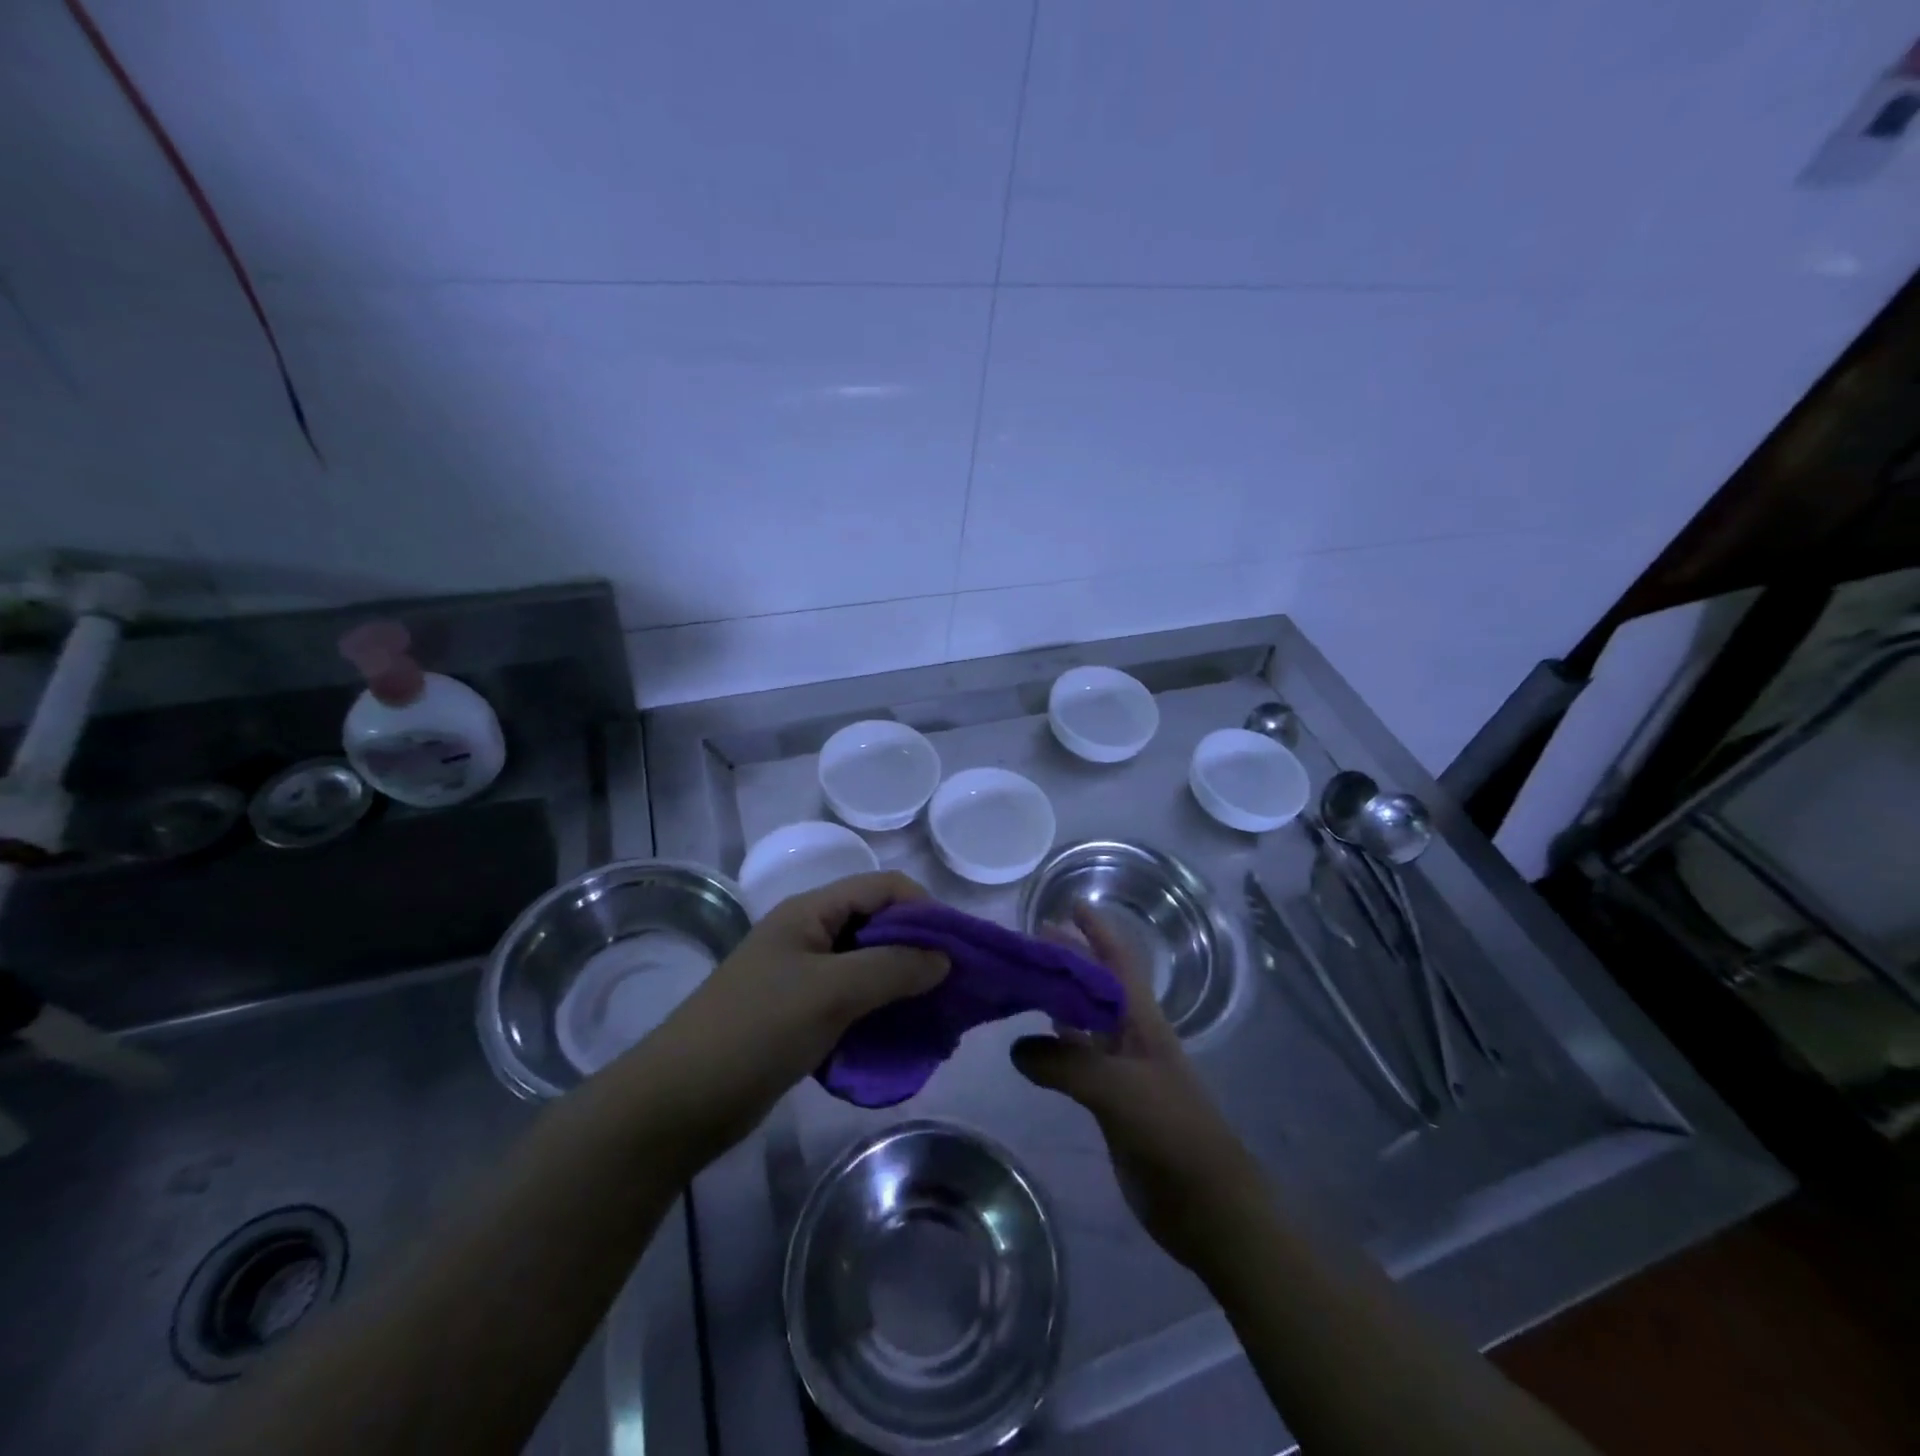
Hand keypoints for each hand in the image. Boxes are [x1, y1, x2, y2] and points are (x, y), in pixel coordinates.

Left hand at [624, 872, 949, 1168]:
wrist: (676, 1103)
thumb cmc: (755, 1031)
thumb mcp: (830, 992)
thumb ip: (892, 968)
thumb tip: (945, 957)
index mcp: (811, 912)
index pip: (883, 888)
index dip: (924, 910)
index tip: (955, 952)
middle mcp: (810, 934)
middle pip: (879, 925)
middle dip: (919, 950)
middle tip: (952, 990)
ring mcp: (803, 976)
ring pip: (868, 966)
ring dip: (902, 985)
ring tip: (934, 1016)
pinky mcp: (799, 1015)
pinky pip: (853, 1001)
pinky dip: (880, 1012)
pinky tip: (900, 1038)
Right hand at [1011, 905, 1266, 1269]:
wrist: (1206, 1204)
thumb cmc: (1171, 1132)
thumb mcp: (1118, 1090)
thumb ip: (1066, 1064)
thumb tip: (1017, 1047)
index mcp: (1143, 1020)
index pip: (1118, 960)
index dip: (1098, 930)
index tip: (1069, 905)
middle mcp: (1131, 1035)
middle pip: (1096, 984)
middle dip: (1069, 958)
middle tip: (1027, 942)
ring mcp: (1121, 1068)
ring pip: (1084, 1020)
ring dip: (1057, 998)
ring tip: (1021, 980)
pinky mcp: (1110, 1100)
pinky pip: (1076, 1058)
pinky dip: (1053, 1043)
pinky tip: (1029, 1042)